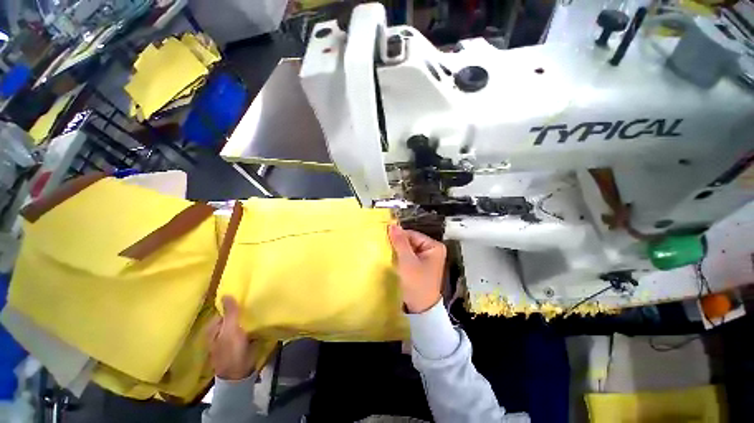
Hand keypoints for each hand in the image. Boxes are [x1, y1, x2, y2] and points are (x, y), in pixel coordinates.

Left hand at [207, 296, 256, 380]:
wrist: (239, 373)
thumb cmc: (231, 351)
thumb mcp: (230, 330)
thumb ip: (230, 312)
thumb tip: (226, 293)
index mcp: (213, 327)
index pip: (224, 309)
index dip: (234, 302)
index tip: (246, 294)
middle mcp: (220, 330)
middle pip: (233, 315)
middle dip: (242, 308)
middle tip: (255, 299)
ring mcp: (231, 336)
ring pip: (240, 321)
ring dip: (248, 315)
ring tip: (260, 305)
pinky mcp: (241, 341)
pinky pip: (246, 327)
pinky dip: (252, 323)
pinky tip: (260, 317)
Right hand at [388, 224, 446, 312]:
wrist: (421, 309)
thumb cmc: (416, 283)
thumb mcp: (407, 261)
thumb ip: (400, 242)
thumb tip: (392, 225)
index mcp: (434, 246)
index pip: (412, 234)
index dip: (399, 237)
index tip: (385, 240)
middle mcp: (432, 250)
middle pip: (411, 241)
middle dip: (398, 244)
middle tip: (385, 248)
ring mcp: (427, 258)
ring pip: (408, 248)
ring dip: (398, 251)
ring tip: (388, 254)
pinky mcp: (421, 265)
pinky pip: (409, 256)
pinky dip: (401, 257)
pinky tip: (394, 260)